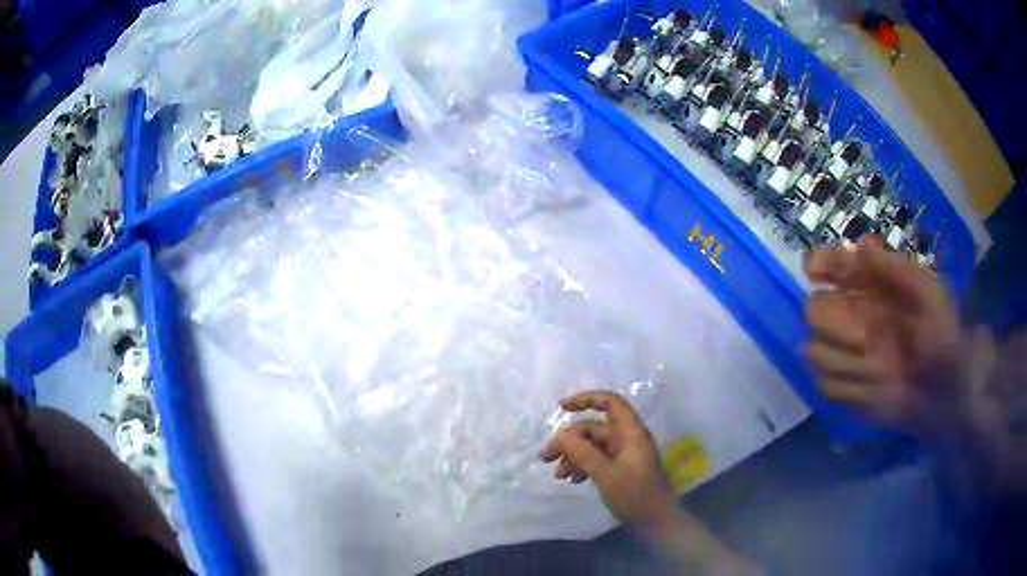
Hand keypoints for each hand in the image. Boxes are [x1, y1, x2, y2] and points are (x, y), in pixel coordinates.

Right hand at [539, 390, 676, 526]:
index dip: (587, 399)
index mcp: (631, 432)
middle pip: (594, 428)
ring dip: (573, 456)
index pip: (611, 403)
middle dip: (569, 440)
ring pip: (593, 445)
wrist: (656, 522)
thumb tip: (560, 434)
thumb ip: (583, 453)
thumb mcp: (606, 475)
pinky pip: (597, 458)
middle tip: (546, 457)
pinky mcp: (621, 468)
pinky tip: (574, 480)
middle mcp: (627, 438)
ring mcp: (624, 454)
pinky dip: (583, 465)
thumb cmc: (635, 496)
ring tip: (558, 476)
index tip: (562, 408)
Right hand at [805, 237, 982, 438]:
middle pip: (815, 311)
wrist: (949, 392)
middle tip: (864, 336)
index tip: (816, 272)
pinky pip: (827, 386)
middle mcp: (855, 318)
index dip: (819, 265)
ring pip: (814, 351)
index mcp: (873, 288)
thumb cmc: (943, 334)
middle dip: (835, 322)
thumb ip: (894, 270)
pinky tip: (871, 387)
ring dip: (842, 358)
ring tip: (876, 368)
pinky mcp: (848, 392)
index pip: (829, 266)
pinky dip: (844, 386)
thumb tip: (858, 247)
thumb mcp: (927, 293)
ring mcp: (849, 356)